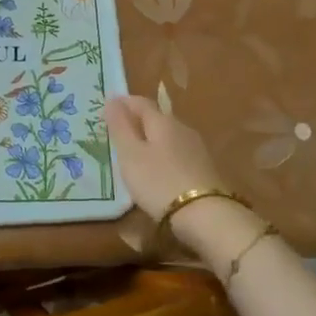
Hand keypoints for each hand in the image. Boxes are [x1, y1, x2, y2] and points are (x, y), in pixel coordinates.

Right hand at [103, 93, 229, 220]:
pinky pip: (178, 152)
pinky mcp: (205, 169)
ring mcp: (197, 149)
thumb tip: (112, 99)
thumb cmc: (159, 182)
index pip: (141, 102)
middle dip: (138, 119)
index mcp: (163, 121)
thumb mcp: (131, 155)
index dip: (124, 102)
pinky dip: (164, 154)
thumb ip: (120, 127)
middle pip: (157, 117)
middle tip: (119, 128)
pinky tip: (158, 168)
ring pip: (169, 135)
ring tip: (136, 149)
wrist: (206, 215)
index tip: (109, 104)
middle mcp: (182, 128)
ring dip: (152, 138)